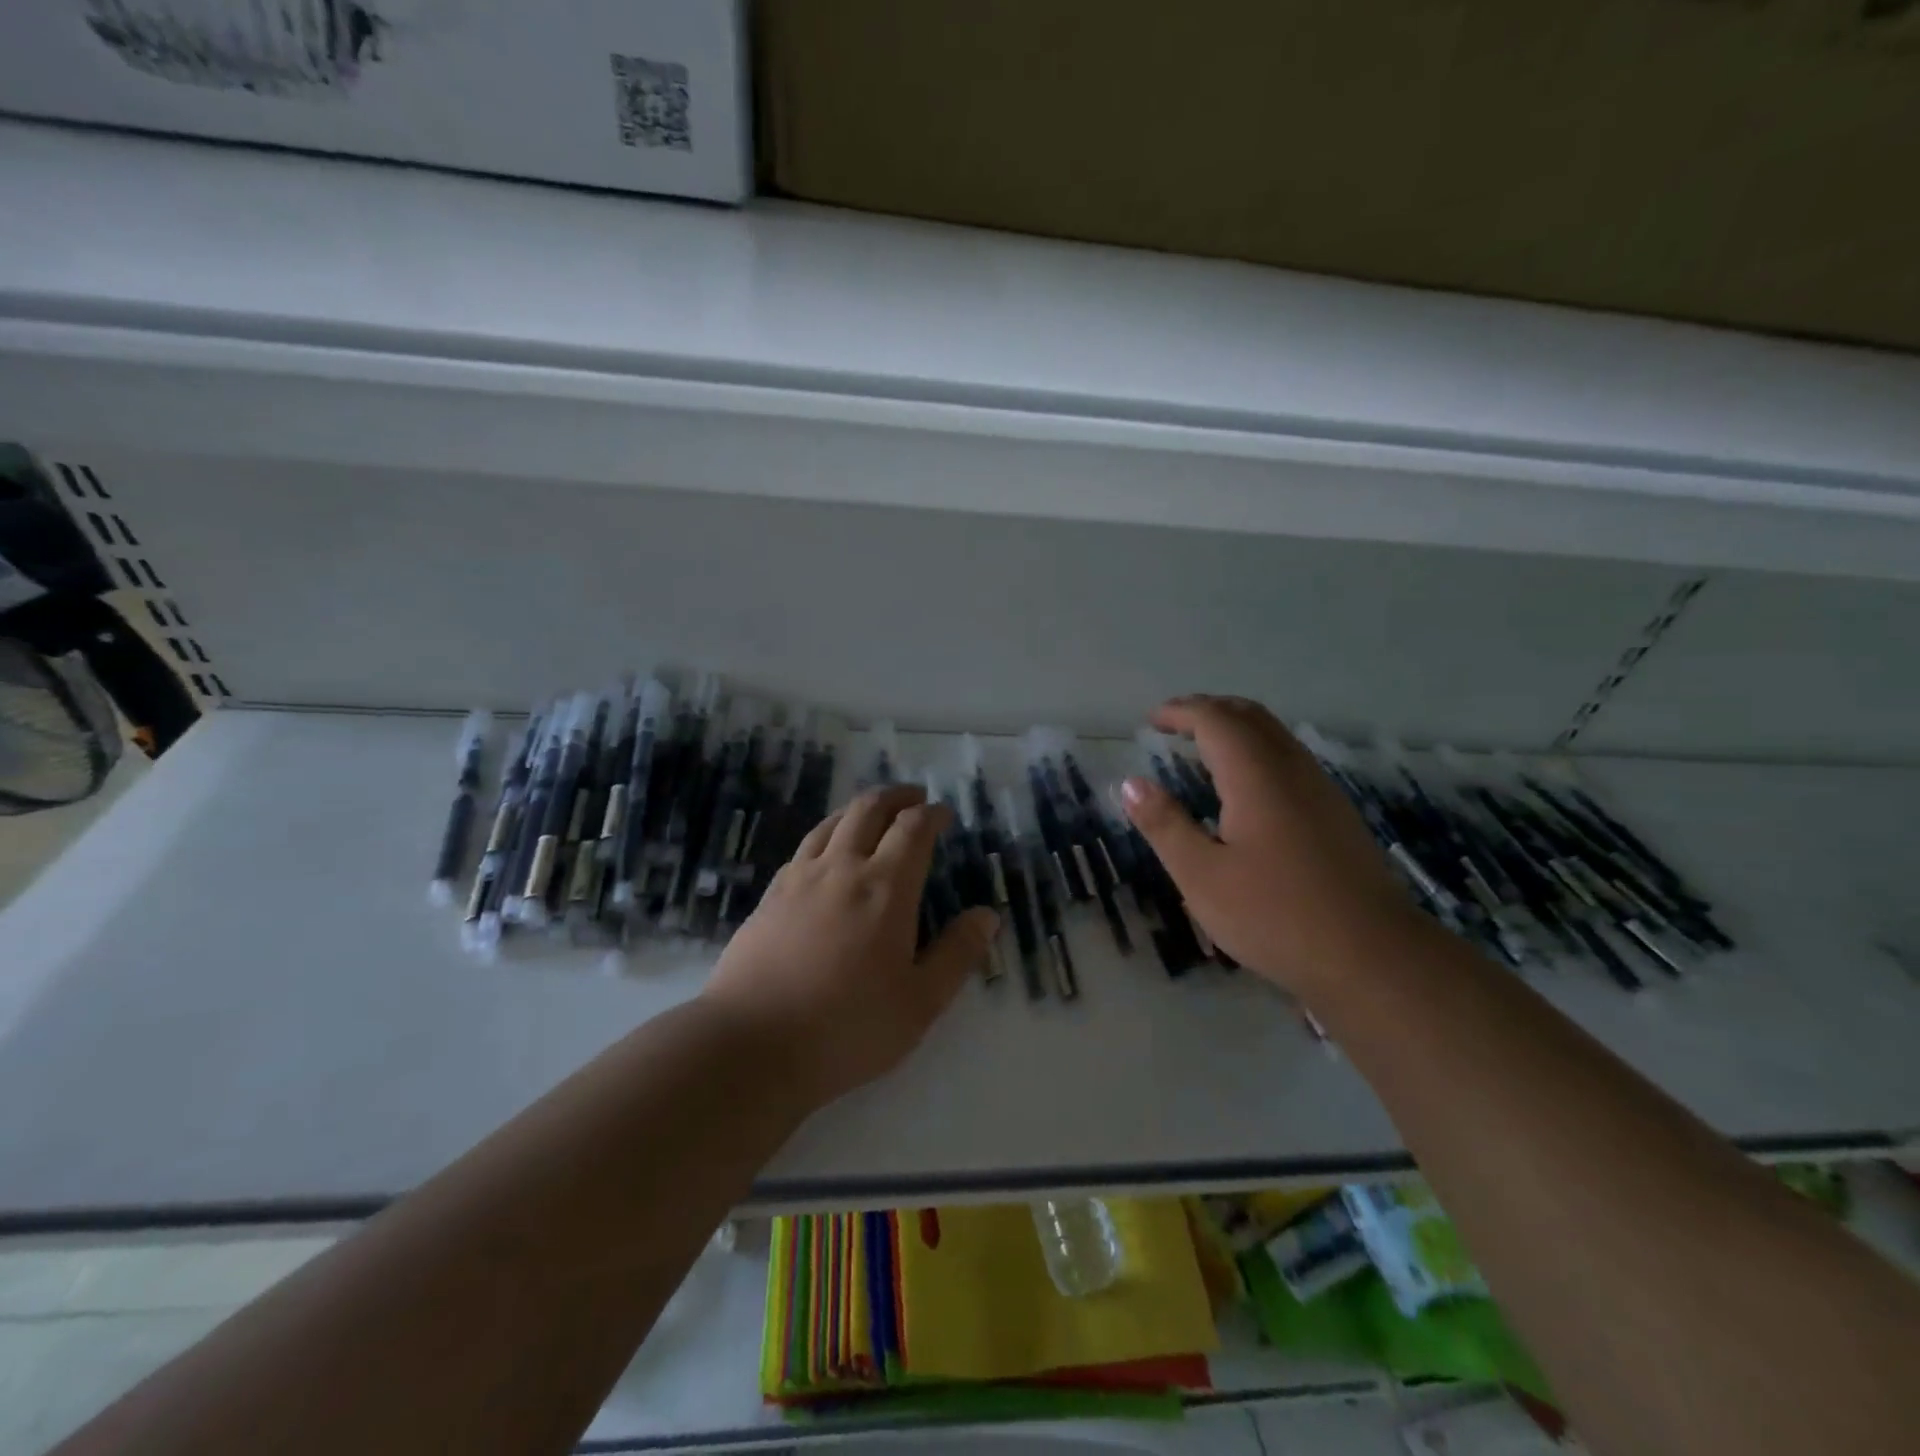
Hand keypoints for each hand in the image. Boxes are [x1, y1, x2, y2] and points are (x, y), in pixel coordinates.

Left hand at [701, 783, 998, 1110]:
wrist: (751, 1045)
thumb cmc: (847, 1028)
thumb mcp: (920, 1003)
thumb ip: (957, 954)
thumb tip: (987, 915)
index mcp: (885, 888)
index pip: (913, 829)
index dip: (932, 814)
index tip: (944, 814)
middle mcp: (842, 869)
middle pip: (869, 809)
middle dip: (896, 796)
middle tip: (913, 798)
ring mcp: (799, 879)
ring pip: (832, 822)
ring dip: (859, 809)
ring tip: (873, 813)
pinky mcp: (769, 896)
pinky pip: (805, 847)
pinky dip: (827, 834)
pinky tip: (827, 853)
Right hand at [1120, 695, 1425, 992]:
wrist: (1374, 957)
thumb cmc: (1276, 916)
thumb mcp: (1202, 877)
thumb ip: (1165, 826)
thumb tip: (1131, 784)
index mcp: (1257, 776)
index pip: (1215, 720)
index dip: (1181, 712)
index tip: (1151, 720)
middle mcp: (1292, 770)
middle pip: (1250, 716)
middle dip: (1209, 710)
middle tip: (1174, 723)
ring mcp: (1321, 790)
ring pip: (1275, 736)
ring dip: (1236, 728)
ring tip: (1203, 748)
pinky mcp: (1336, 814)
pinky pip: (1289, 759)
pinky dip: (1256, 751)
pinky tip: (1244, 788)